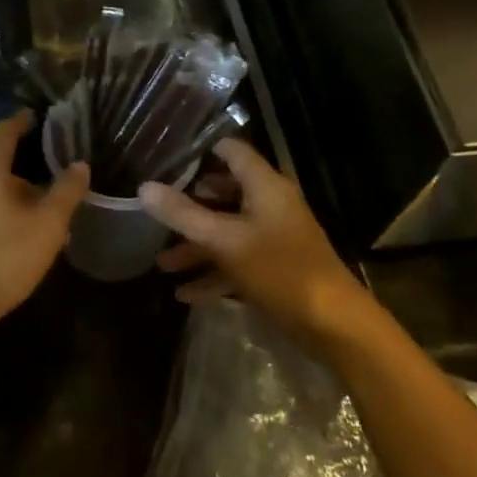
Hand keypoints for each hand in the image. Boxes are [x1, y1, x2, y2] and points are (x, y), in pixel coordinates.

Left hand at [0, 111, 88, 347]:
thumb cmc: (4, 255)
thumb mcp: (48, 223)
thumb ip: (66, 191)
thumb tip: (80, 164)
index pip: (4, 132)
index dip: (21, 121)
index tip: (36, 115)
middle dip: (27, 168)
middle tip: (56, 173)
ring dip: (18, 198)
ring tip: (48, 211)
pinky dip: (5, 217)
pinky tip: (26, 237)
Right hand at [139, 139, 375, 347]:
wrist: (333, 324)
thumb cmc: (280, 270)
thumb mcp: (225, 241)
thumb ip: (183, 214)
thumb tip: (144, 188)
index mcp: (264, 186)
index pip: (231, 152)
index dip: (200, 152)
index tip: (165, 159)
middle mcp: (270, 205)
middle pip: (224, 192)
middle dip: (189, 203)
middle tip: (155, 208)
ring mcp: (273, 238)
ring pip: (227, 232)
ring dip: (196, 246)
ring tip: (161, 263)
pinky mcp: (274, 268)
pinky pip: (236, 262)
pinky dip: (212, 274)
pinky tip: (184, 294)